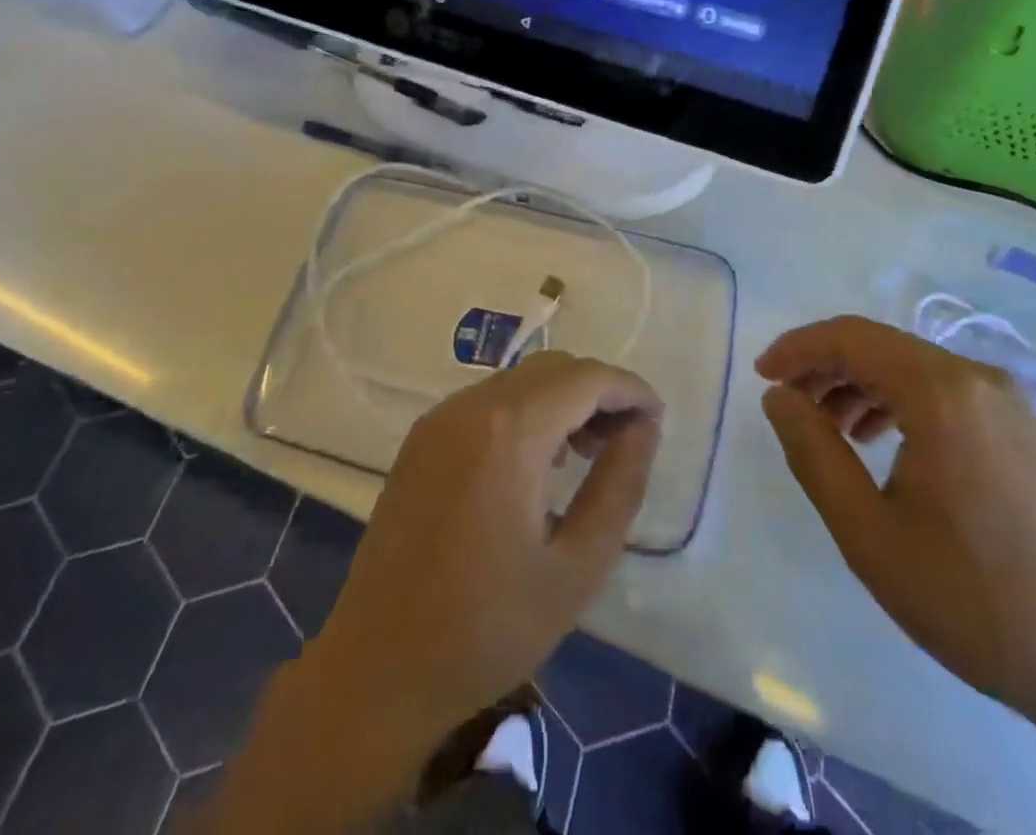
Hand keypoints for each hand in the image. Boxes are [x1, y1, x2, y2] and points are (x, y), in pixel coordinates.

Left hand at [309, 351, 662, 741]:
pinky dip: (525, 411)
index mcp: (510, 431)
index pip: (585, 378)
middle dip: (598, 392)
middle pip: (552, 368)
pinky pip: (488, 401)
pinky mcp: (421, 438)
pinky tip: (536, 462)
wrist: (378, 668)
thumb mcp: (577, 567)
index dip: (629, 389)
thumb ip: (619, 486)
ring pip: (519, 379)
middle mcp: (470, 406)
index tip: (657, 419)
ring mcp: (439, 418)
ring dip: (562, 399)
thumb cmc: (488, 628)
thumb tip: (643, 428)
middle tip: (626, 441)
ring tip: (587, 454)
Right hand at [757, 316, 1035, 731]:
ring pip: (912, 368)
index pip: (851, 338)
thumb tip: (779, 397)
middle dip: (825, 367)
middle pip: (881, 347)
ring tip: (827, 429)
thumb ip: (813, 452)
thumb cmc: (972, 599)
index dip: (797, 348)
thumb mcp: (868, 532)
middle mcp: (977, 379)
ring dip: (860, 385)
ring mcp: (1008, 403)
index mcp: (941, 393)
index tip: (761, 376)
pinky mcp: (1022, 430)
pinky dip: (899, 402)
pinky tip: (881, 443)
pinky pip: (943, 393)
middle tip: (787, 404)